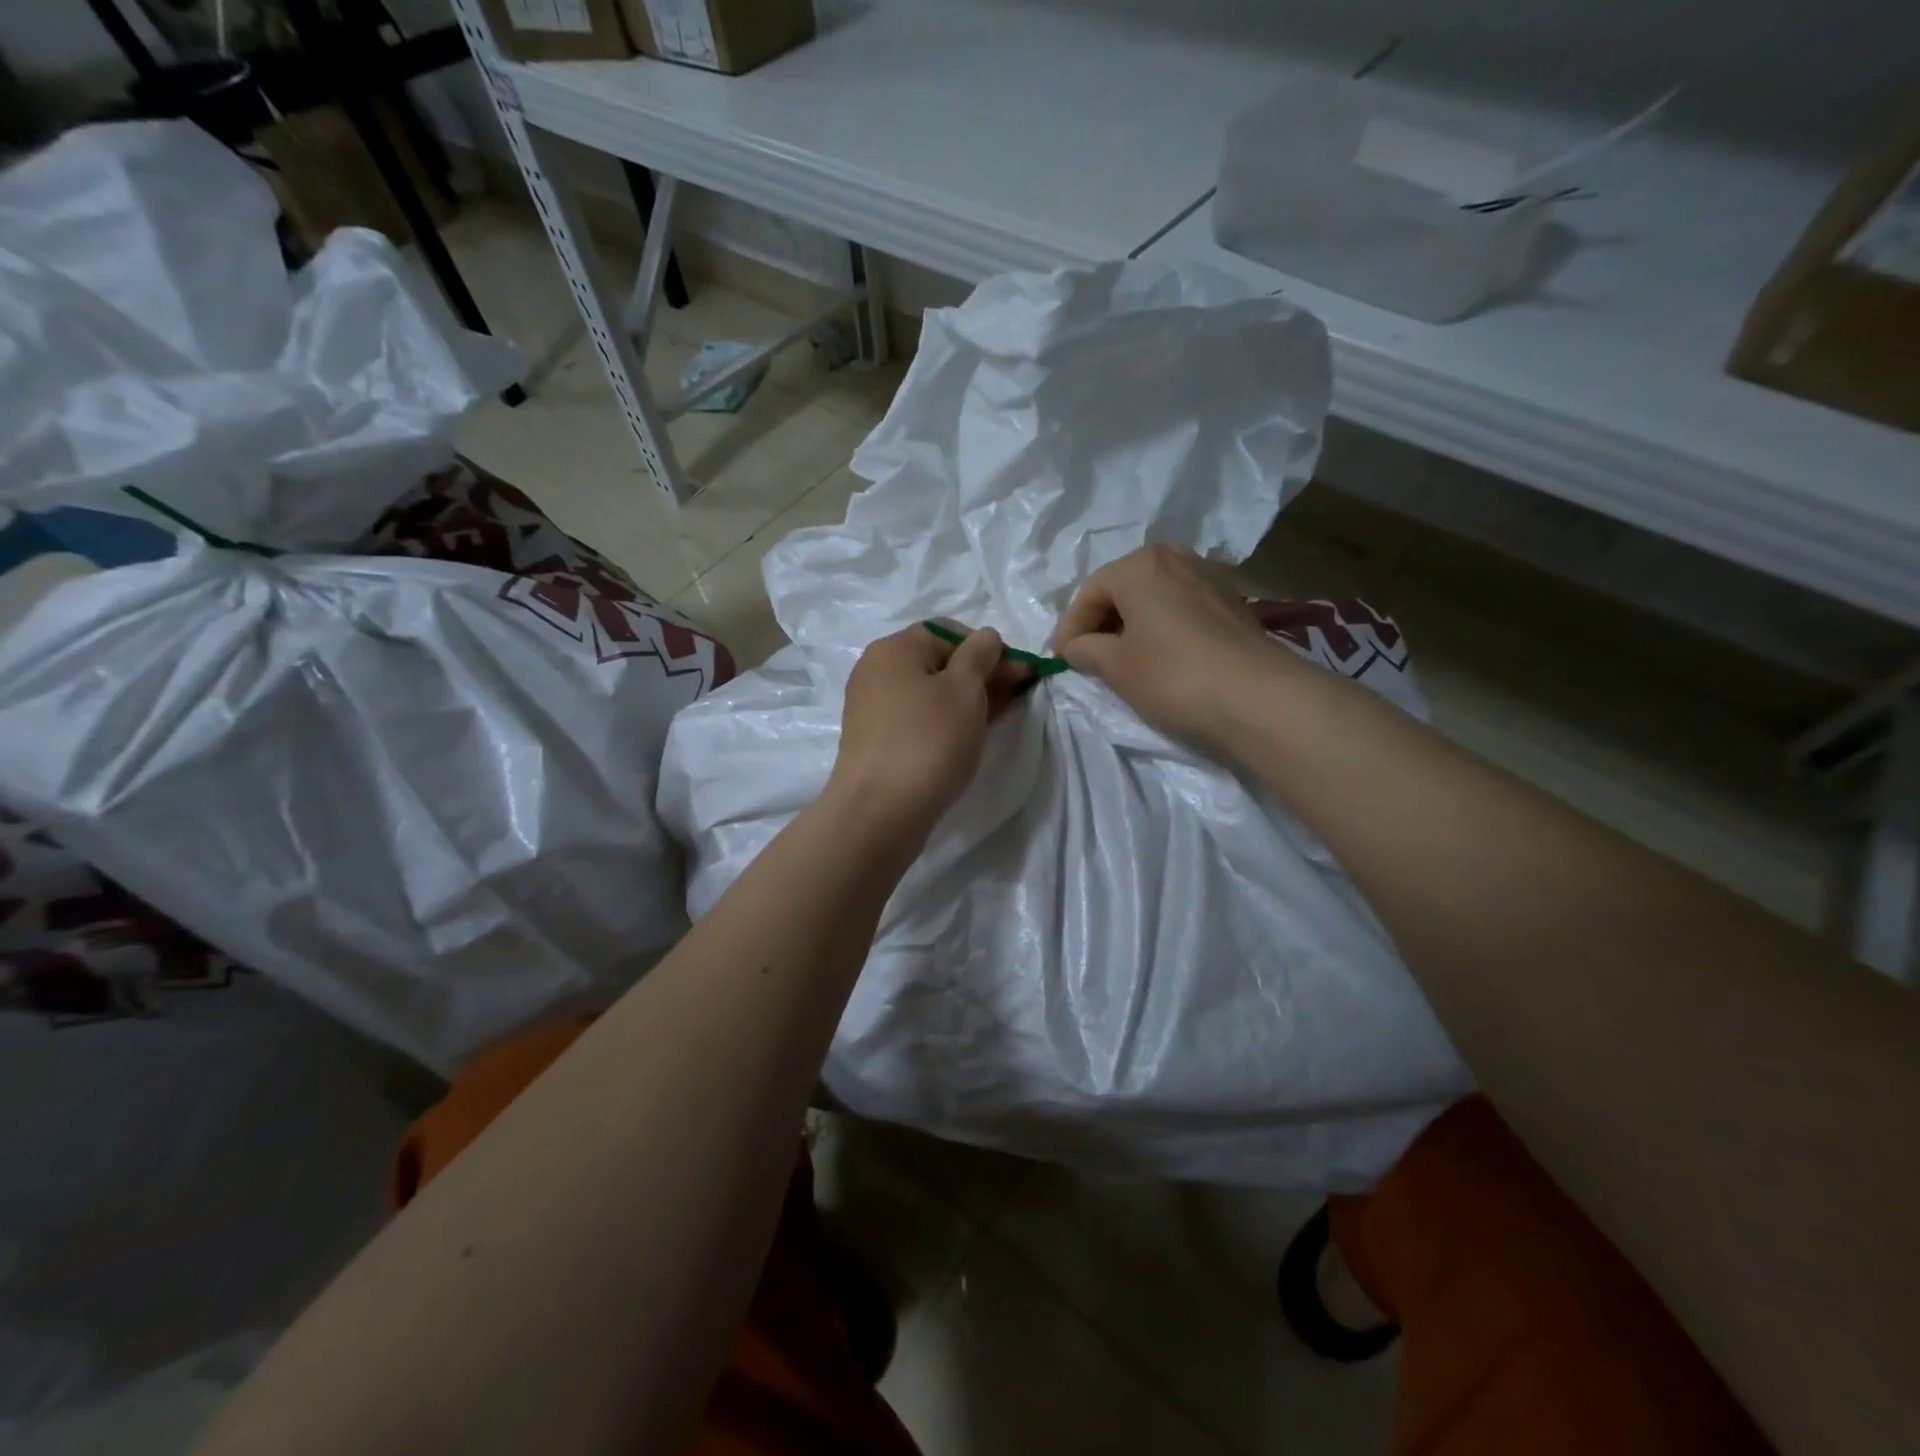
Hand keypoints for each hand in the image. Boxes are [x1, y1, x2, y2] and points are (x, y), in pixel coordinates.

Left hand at [825, 623, 1030, 842]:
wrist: (880, 812)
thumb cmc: (929, 741)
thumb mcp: (965, 690)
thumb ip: (981, 655)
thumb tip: (986, 638)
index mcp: (894, 648)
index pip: (949, 632)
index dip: (988, 648)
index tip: (1019, 674)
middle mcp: (877, 671)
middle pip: (939, 662)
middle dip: (981, 675)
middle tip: (1017, 696)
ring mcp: (873, 708)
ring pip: (930, 693)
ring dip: (966, 700)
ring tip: (999, 717)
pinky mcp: (876, 740)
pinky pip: (918, 718)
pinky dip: (945, 721)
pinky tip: (968, 736)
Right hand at [1052, 545, 1286, 749]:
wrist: (1258, 698)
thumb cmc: (1173, 676)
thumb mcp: (1114, 666)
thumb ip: (1084, 650)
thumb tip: (1076, 647)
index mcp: (1139, 564)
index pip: (1089, 593)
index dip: (1069, 629)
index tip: (1059, 660)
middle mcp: (1174, 558)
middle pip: (1122, 589)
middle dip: (1100, 622)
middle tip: (1086, 657)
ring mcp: (1208, 577)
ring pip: (1153, 598)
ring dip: (1131, 625)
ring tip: (1121, 659)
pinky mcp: (1232, 603)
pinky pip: (1180, 609)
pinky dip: (1161, 628)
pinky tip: (1160, 657)